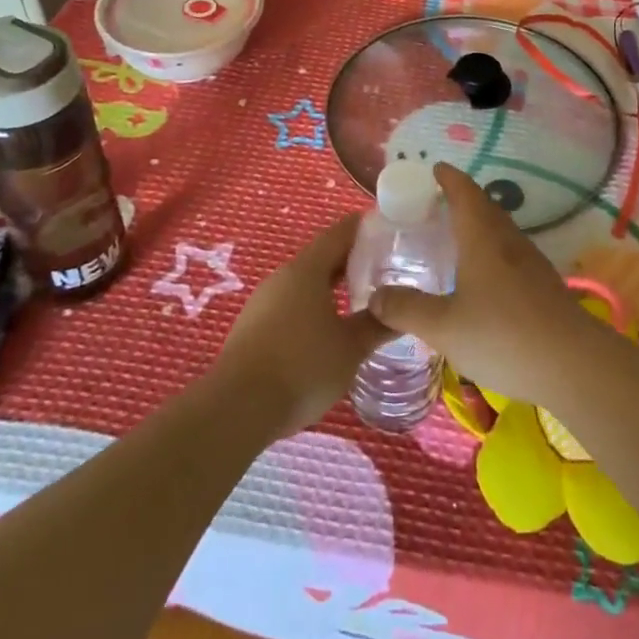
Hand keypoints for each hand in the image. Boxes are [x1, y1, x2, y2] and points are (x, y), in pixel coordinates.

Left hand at [216, 214, 391, 438]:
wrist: (236, 410)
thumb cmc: (301, 367)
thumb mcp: (350, 348)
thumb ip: (378, 325)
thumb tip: (402, 312)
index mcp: (306, 269)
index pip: (341, 232)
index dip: (367, 228)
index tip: (392, 231)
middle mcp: (283, 276)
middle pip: (323, 256)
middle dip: (354, 260)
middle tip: (387, 270)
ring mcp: (263, 302)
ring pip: (306, 282)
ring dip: (333, 286)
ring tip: (362, 301)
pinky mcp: (253, 327)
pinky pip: (291, 304)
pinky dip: (314, 307)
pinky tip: (328, 330)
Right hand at [370, 164, 597, 406]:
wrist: (574, 364)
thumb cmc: (503, 335)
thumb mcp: (443, 326)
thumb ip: (407, 309)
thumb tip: (375, 296)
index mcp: (483, 237)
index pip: (464, 192)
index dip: (448, 178)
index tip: (435, 169)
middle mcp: (508, 240)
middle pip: (485, 207)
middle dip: (461, 200)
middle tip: (435, 206)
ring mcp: (531, 262)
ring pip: (500, 231)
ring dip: (478, 226)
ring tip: (455, 239)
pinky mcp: (544, 285)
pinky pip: (510, 255)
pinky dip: (491, 252)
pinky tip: (482, 279)